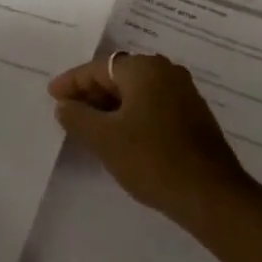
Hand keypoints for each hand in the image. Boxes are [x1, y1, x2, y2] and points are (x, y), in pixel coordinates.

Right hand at [47, 53, 254, 229]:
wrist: (209, 193)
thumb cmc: (151, 158)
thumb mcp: (104, 138)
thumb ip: (78, 117)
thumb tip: (65, 105)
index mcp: (145, 69)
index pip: (100, 68)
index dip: (73, 82)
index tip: (52, 95)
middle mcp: (167, 72)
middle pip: (120, 75)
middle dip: (92, 92)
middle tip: (68, 111)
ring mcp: (184, 93)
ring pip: (137, 91)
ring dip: (112, 105)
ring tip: (89, 126)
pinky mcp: (193, 115)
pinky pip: (153, 104)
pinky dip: (132, 114)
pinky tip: (121, 135)